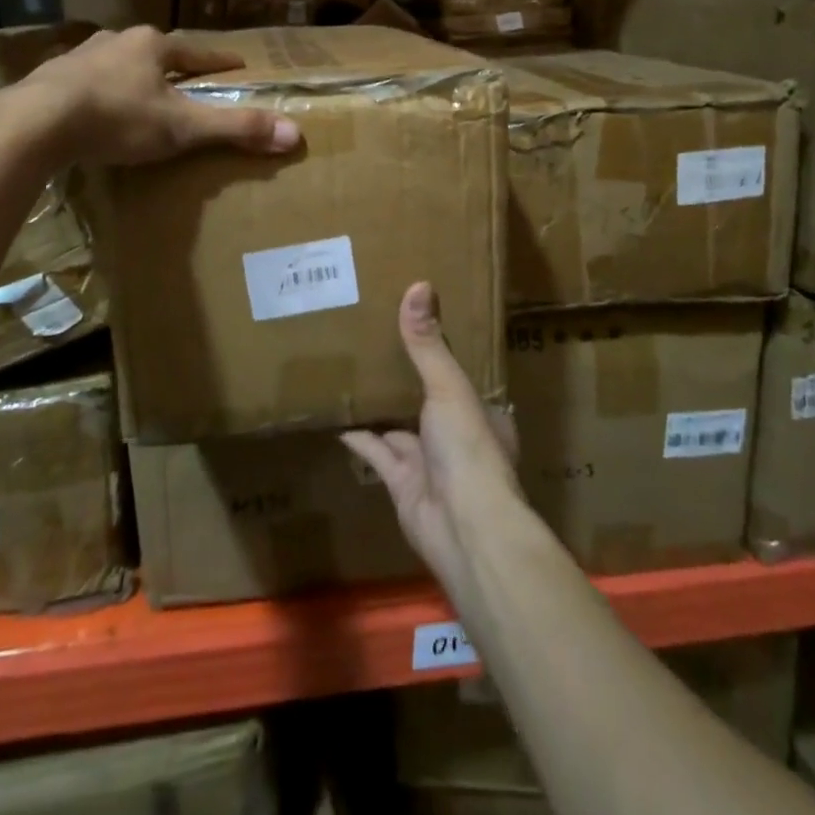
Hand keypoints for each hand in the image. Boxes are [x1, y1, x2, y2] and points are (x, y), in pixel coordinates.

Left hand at [18, 25, 300, 166]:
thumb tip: (296, 133)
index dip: (219, 61)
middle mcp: (117, 41)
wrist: (36, 123)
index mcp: (153, 46)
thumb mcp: (183, 127)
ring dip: (132, 76)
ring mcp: (80, 56)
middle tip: (186, 81)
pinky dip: (99, 92)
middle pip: (155, 53)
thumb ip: (236, 129)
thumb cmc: (118, 118)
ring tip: (141, 94)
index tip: (237, 64)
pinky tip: (96, 109)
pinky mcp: (50, 78)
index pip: (197, 51)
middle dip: (172, 66)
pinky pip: (85, 82)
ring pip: (117, 63)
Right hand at [341, 282, 521, 593]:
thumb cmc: (467, 449)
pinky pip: (376, 455)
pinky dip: (358, 438)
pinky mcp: (402, 485)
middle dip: (405, 378)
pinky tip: (337, 418)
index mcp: (477, 410)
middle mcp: (455, 435)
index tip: (414, 324)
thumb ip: (428, 342)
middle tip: (373, 343)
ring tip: (351, 375)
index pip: (458, 374)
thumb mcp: (448, 386)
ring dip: (379, 408)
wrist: (464, 530)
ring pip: (399, 427)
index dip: (439, 351)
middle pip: (426, 399)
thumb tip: (419, 284)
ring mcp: (429, 463)